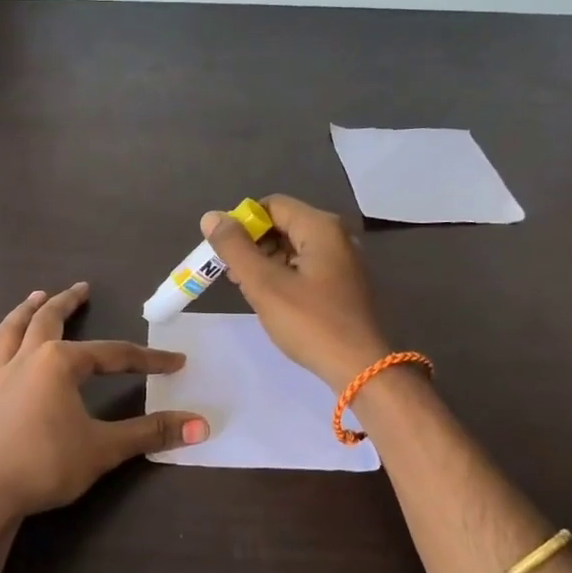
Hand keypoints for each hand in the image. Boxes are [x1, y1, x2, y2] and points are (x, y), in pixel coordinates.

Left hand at [0, 283, 209, 522]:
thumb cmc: (47, 465)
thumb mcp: (105, 449)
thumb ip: (151, 433)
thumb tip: (201, 425)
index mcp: (60, 365)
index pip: (113, 356)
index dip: (146, 359)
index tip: (174, 363)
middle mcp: (25, 361)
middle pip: (48, 322)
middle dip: (67, 304)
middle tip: (80, 289)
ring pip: (8, 334)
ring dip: (22, 312)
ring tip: (35, 296)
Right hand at [200, 195, 392, 390]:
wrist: (359, 367)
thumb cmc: (310, 322)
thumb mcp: (265, 284)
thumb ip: (235, 248)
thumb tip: (211, 217)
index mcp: (321, 227)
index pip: (271, 205)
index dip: (242, 224)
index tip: (224, 252)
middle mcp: (336, 236)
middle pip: (283, 225)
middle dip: (252, 245)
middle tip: (232, 274)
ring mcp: (343, 260)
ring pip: (292, 247)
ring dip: (265, 262)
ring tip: (247, 289)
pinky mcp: (343, 283)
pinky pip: (305, 266)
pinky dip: (283, 275)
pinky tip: (271, 299)